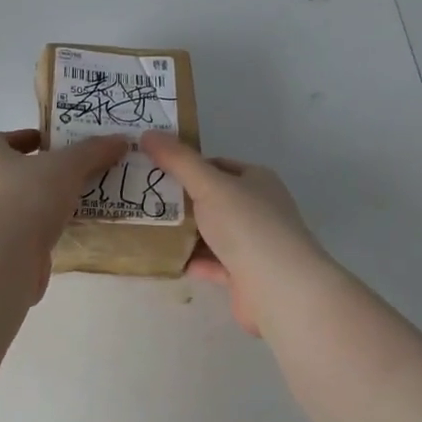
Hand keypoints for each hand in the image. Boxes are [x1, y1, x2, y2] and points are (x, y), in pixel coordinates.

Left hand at [0, 130, 127, 292]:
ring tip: (78, 200)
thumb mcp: (68, 166)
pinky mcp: (4, 250)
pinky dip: (46, 230)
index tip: (47, 141)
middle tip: (72, 171)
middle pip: (11, 174)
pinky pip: (27, 234)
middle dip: (39, 172)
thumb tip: (120, 139)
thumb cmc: (29, 197)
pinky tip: (70, 231)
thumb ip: (93, 151)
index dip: (21, 138)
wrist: (5, 257)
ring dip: (44, 203)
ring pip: (21, 205)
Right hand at [141, 133, 325, 335]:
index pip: (217, 166)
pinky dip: (191, 260)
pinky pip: (211, 263)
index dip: (186, 166)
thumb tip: (148, 133)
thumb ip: (178, 161)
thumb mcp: (209, 185)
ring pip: (211, 233)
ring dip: (183, 233)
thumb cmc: (247, 226)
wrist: (279, 288)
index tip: (153, 170)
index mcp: (257, 180)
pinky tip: (164, 258)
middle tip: (142, 199)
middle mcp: (258, 209)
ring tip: (145, 228)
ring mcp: (253, 244)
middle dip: (180, 201)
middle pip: (212, 200)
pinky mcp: (245, 275)